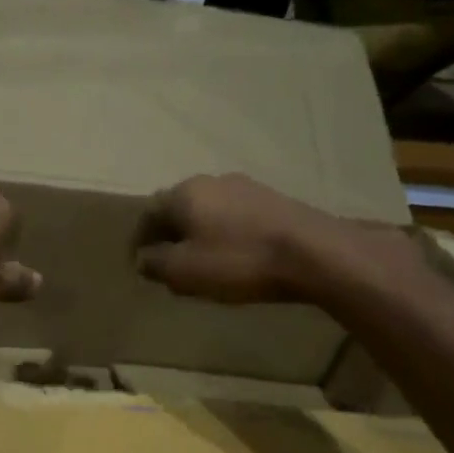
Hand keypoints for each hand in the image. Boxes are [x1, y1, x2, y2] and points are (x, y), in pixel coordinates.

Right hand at [134, 173, 426, 305]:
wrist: (315, 253)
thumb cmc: (238, 261)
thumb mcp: (184, 271)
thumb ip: (155, 263)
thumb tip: (142, 258)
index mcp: (184, 193)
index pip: (148, 213)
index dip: (139, 239)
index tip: (138, 263)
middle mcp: (212, 181)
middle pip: (178, 208)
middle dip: (170, 234)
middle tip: (168, 263)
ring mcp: (246, 187)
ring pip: (209, 211)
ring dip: (199, 233)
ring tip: (201, 262)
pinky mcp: (274, 201)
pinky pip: (235, 217)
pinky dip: (226, 234)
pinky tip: (235, 256)